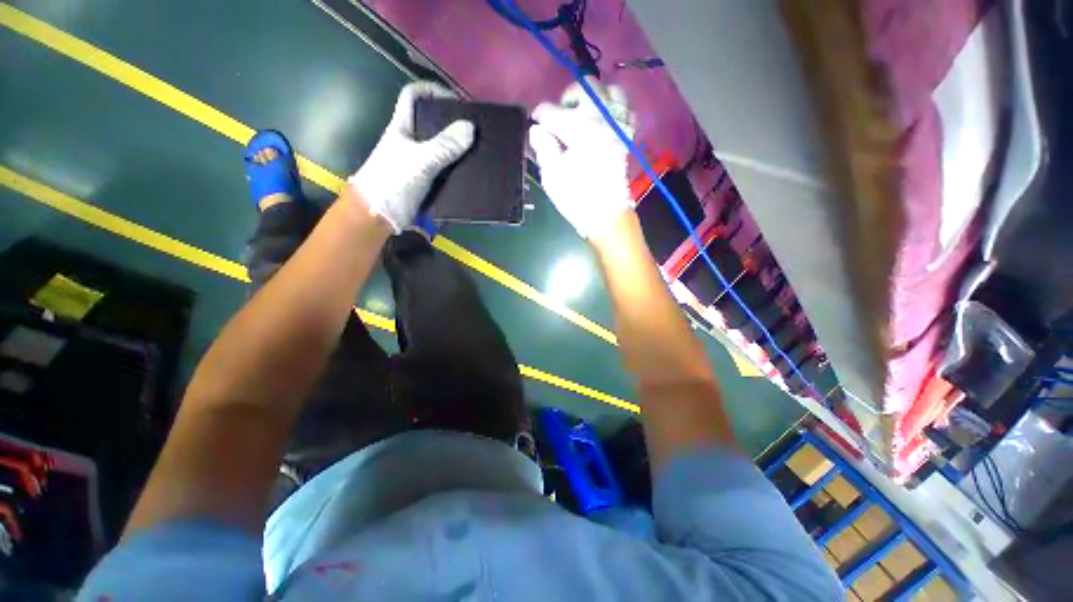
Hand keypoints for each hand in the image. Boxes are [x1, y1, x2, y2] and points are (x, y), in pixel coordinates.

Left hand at [348, 82, 474, 232]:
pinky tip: (471, 173)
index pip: (413, 95)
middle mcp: (410, 141)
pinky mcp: (425, 181)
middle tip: (475, 130)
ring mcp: (417, 162)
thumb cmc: (394, 181)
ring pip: (440, 148)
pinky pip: (444, 170)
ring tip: (478, 151)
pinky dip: (456, 169)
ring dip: (456, 149)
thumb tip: (471, 127)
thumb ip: (445, 145)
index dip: (432, 90)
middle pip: (431, 122)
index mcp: (402, 126)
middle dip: (452, 122)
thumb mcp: (421, 160)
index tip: (456, 101)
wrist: (379, 214)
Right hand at [529, 79, 635, 240]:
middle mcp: (601, 118)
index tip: (536, 128)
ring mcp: (617, 124)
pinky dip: (614, 109)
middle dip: (567, 98)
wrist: (606, 214)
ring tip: (584, 115)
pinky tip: (604, 121)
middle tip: (560, 119)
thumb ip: (543, 147)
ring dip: (594, 97)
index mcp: (578, 129)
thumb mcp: (552, 176)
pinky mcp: (626, 135)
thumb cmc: (576, 198)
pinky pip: (626, 109)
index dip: (539, 118)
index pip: (551, 111)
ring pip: (610, 90)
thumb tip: (537, 129)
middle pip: (583, 87)